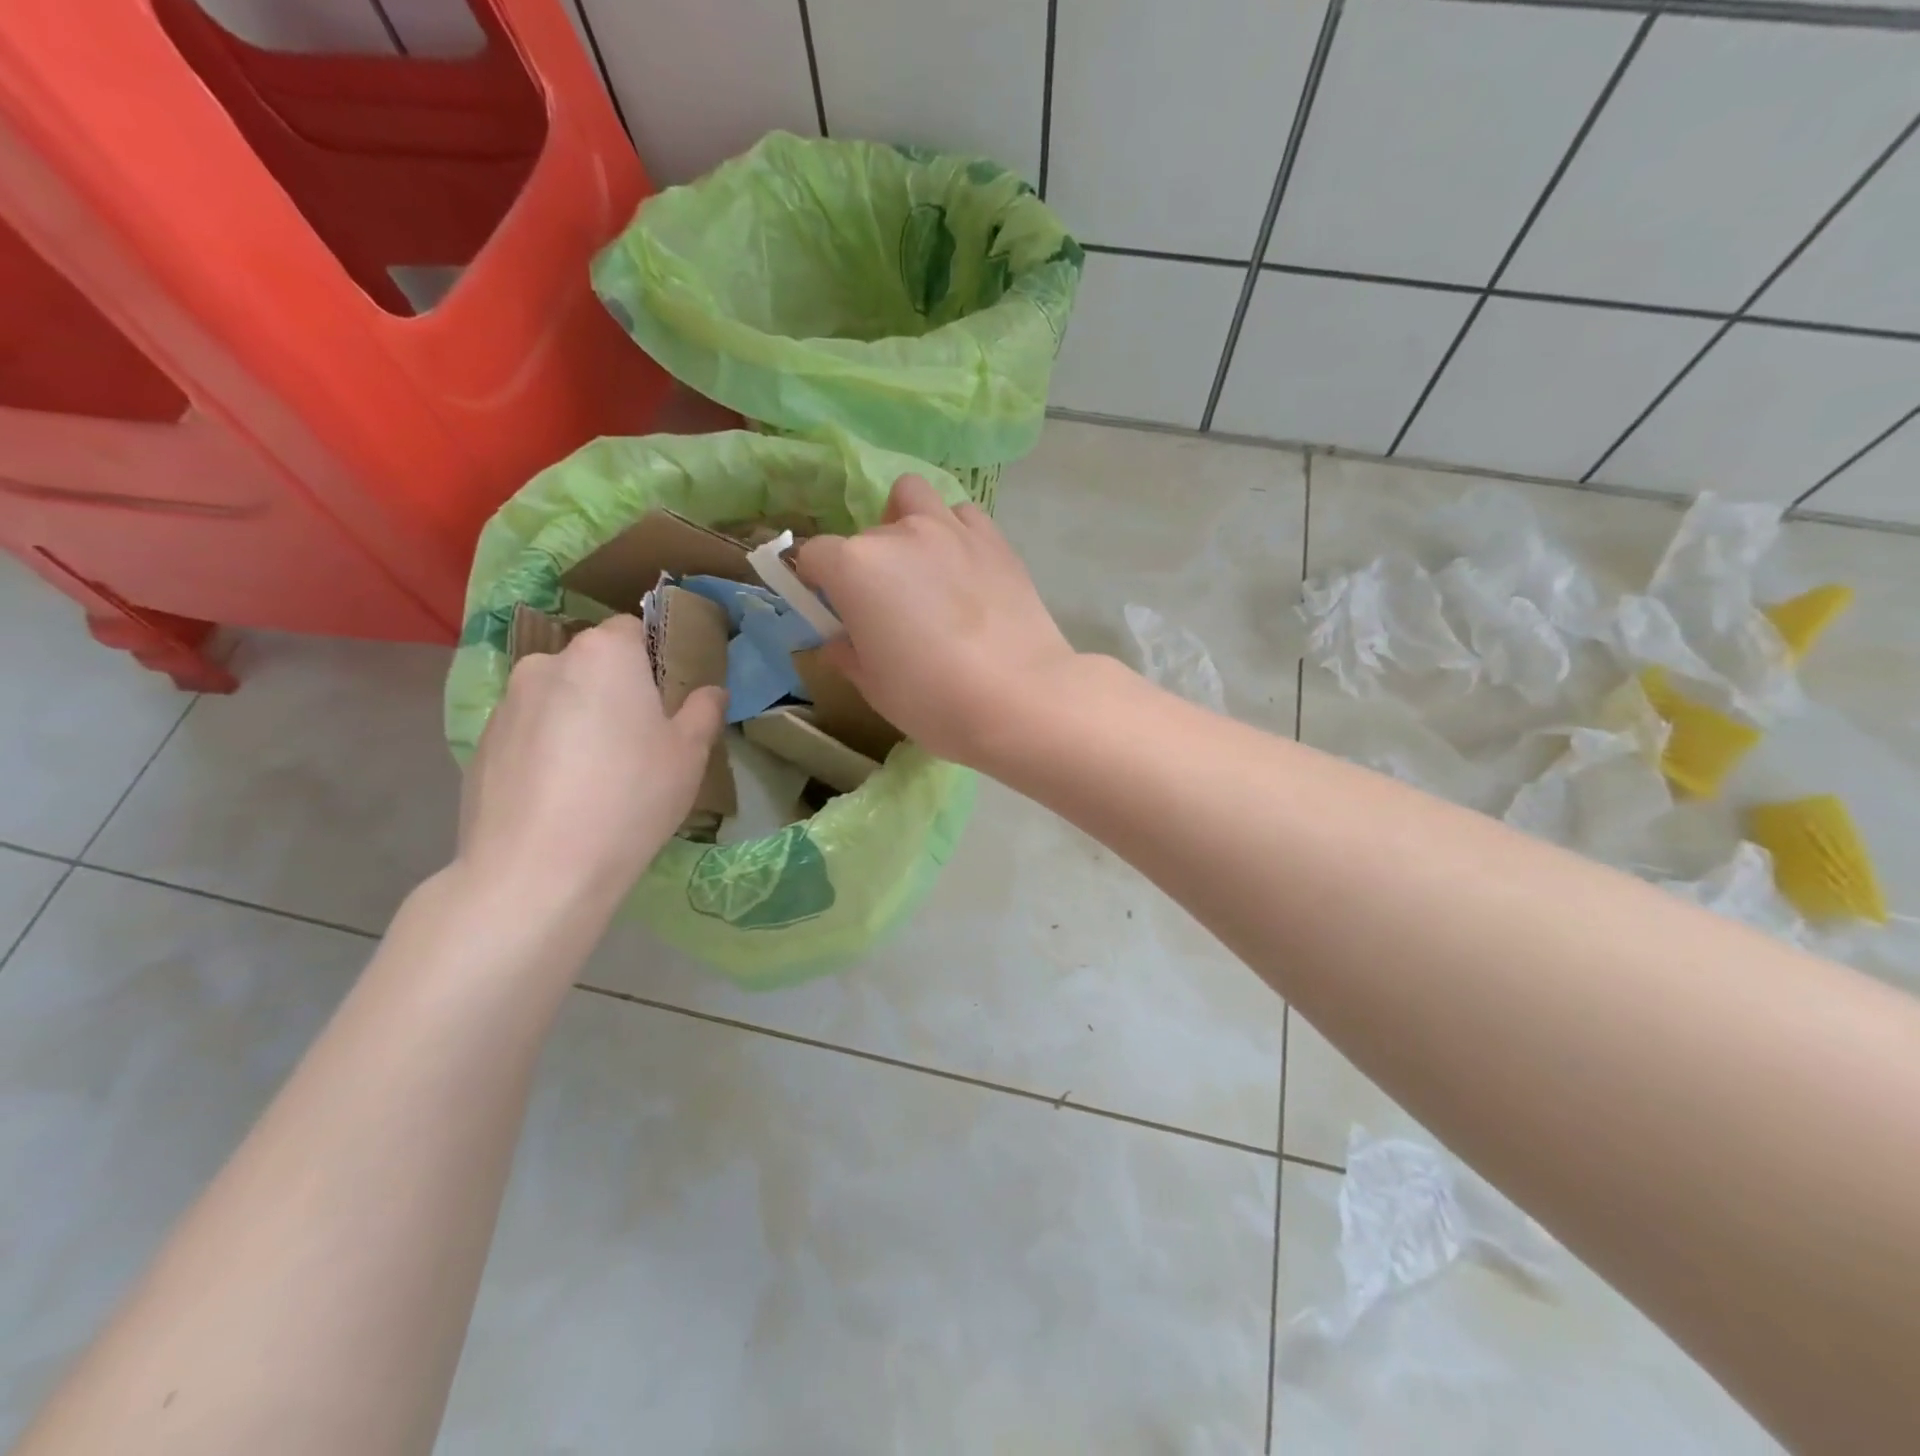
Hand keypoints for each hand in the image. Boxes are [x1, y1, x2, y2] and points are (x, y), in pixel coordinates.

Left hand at [457, 616, 725, 912]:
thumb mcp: (689, 755)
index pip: (633, 628)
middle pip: (592, 663)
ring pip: (558, 696)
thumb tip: (711, 691)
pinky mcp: (482, 743)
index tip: (669, 697)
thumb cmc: (630, 797)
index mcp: (604, 654)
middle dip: (615, 688)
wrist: (537, 870)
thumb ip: (703, 711)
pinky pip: (529, 731)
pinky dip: (547, 747)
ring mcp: (507, 703)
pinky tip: (562, 794)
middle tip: (639, 739)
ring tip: (597, 772)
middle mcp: (548, 662)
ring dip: (579, 717)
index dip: (655, 657)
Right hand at [795, 474, 1079, 766]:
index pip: (814, 554)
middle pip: (866, 535)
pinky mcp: (994, 539)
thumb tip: (838, 641)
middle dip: (865, 565)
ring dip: (906, 523)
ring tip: (922, 566)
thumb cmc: (933, 700)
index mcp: (855, 567)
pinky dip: (954, 531)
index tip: (829, 607)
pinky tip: (963, 567)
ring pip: (913, 498)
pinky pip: (962, 516)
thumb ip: (847, 654)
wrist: (1020, 698)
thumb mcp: (874, 687)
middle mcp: (899, 534)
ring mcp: (951, 529)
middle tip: (887, 607)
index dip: (815, 580)